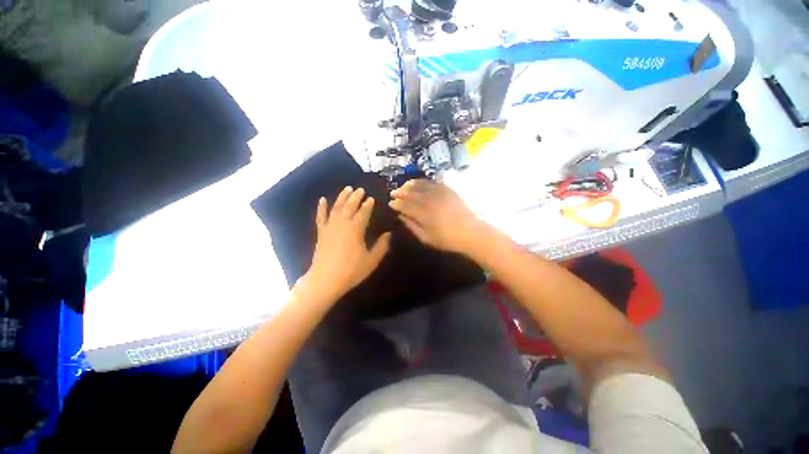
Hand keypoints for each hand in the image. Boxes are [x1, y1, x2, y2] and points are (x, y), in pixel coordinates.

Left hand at [302, 187, 390, 302]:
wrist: (325, 280)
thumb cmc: (351, 271)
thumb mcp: (371, 260)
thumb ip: (381, 246)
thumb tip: (388, 234)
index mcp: (356, 229)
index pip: (363, 212)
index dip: (368, 205)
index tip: (371, 198)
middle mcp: (343, 224)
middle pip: (350, 206)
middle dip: (356, 196)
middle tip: (360, 189)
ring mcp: (330, 227)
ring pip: (336, 207)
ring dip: (342, 197)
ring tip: (347, 188)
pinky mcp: (321, 232)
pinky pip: (321, 217)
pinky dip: (321, 207)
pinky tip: (322, 199)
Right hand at [389, 179, 488, 253]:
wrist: (471, 232)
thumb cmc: (447, 240)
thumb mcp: (427, 238)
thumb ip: (412, 226)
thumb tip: (401, 216)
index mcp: (424, 214)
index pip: (406, 206)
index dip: (397, 203)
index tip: (390, 203)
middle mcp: (430, 201)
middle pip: (411, 193)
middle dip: (400, 192)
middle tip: (393, 192)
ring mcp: (440, 193)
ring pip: (421, 185)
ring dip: (409, 185)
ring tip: (403, 186)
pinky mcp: (448, 189)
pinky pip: (432, 182)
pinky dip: (423, 181)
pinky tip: (418, 183)